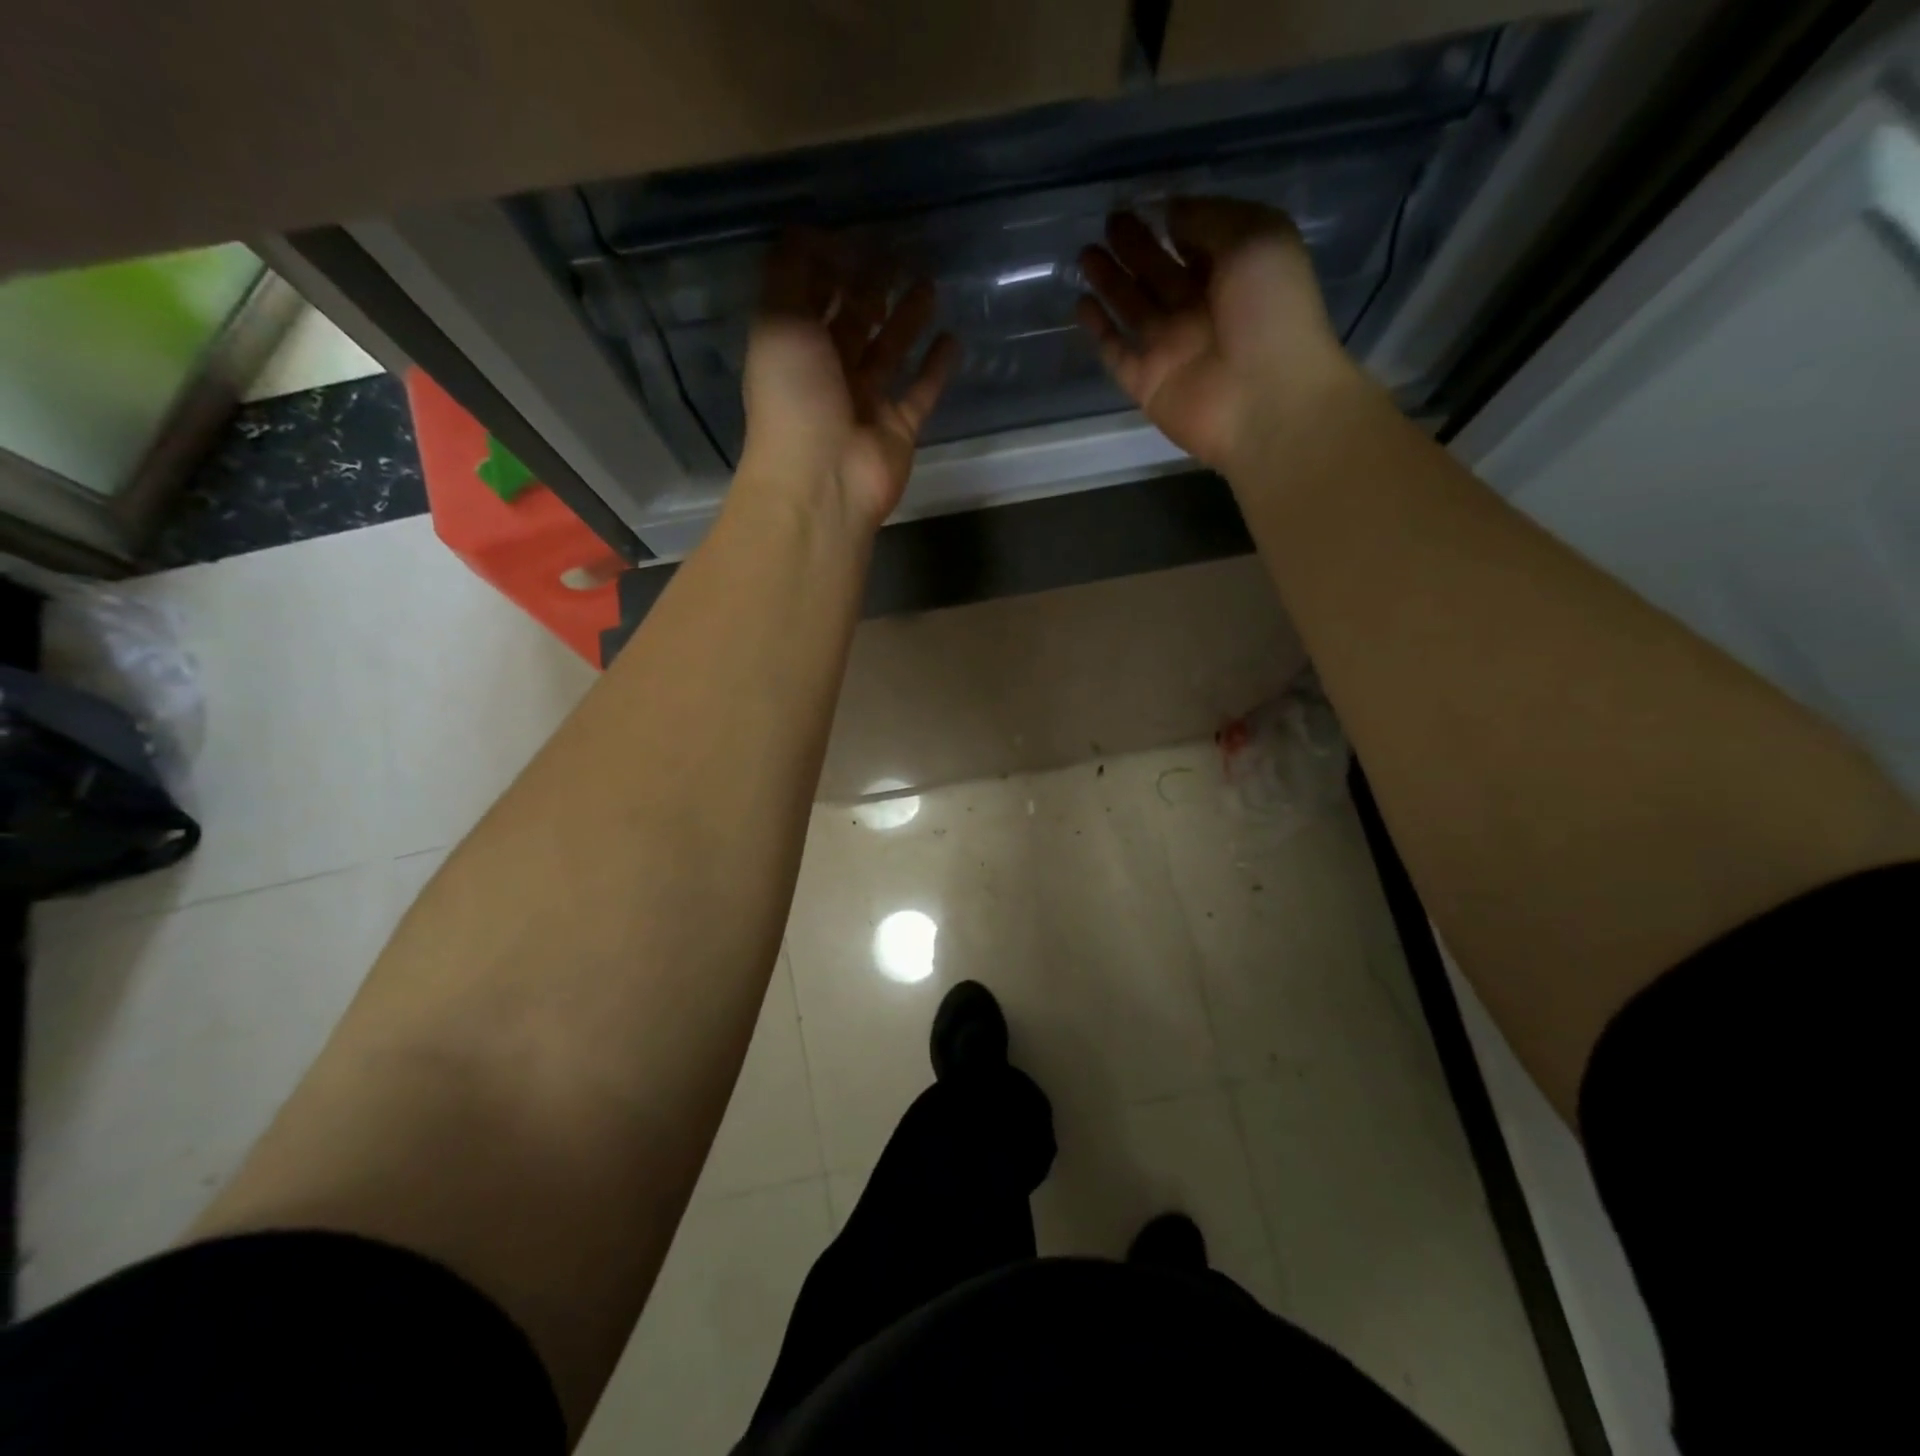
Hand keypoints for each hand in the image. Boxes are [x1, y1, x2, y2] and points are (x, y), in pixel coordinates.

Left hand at [740, 234, 957, 531]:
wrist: (823, 480)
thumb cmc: (794, 396)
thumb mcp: (778, 319)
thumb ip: (790, 272)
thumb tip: (808, 232)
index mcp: (792, 347)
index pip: (810, 298)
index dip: (827, 266)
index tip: (854, 233)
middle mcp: (827, 373)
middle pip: (852, 323)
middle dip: (870, 289)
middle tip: (898, 253)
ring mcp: (865, 403)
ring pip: (889, 353)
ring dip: (905, 320)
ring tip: (928, 283)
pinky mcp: (898, 429)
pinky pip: (921, 393)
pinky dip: (936, 369)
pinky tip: (953, 338)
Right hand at [1076, 198, 1357, 473]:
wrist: (1265, 400)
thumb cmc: (1272, 313)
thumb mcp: (1255, 238)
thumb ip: (1209, 219)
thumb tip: (1170, 211)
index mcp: (1234, 273)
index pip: (1197, 241)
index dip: (1173, 220)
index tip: (1145, 201)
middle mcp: (1201, 309)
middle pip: (1160, 272)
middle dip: (1135, 247)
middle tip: (1109, 222)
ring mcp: (1171, 348)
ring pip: (1133, 308)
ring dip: (1111, 282)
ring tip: (1085, 254)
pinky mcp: (1147, 383)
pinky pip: (1118, 353)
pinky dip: (1100, 332)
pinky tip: (1081, 306)